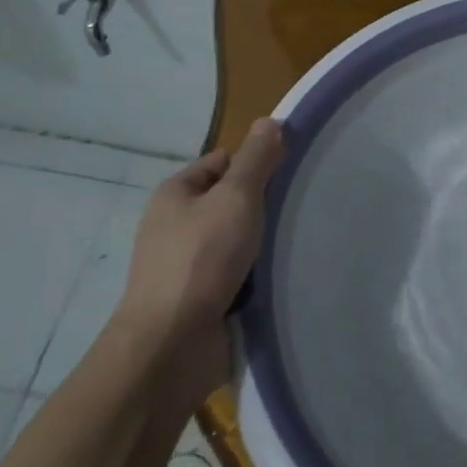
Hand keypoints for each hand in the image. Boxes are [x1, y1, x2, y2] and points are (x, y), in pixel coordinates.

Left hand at [115, 119, 286, 341]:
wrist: (172, 345)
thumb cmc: (202, 259)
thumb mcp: (236, 197)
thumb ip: (256, 160)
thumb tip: (270, 121)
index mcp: (175, 194)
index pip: (222, 162)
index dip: (254, 165)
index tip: (286, 178)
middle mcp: (174, 226)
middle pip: (229, 202)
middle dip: (261, 208)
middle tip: (294, 212)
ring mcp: (184, 266)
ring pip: (235, 241)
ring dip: (260, 246)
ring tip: (292, 246)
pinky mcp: (197, 300)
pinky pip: (234, 276)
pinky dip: (254, 277)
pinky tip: (276, 279)